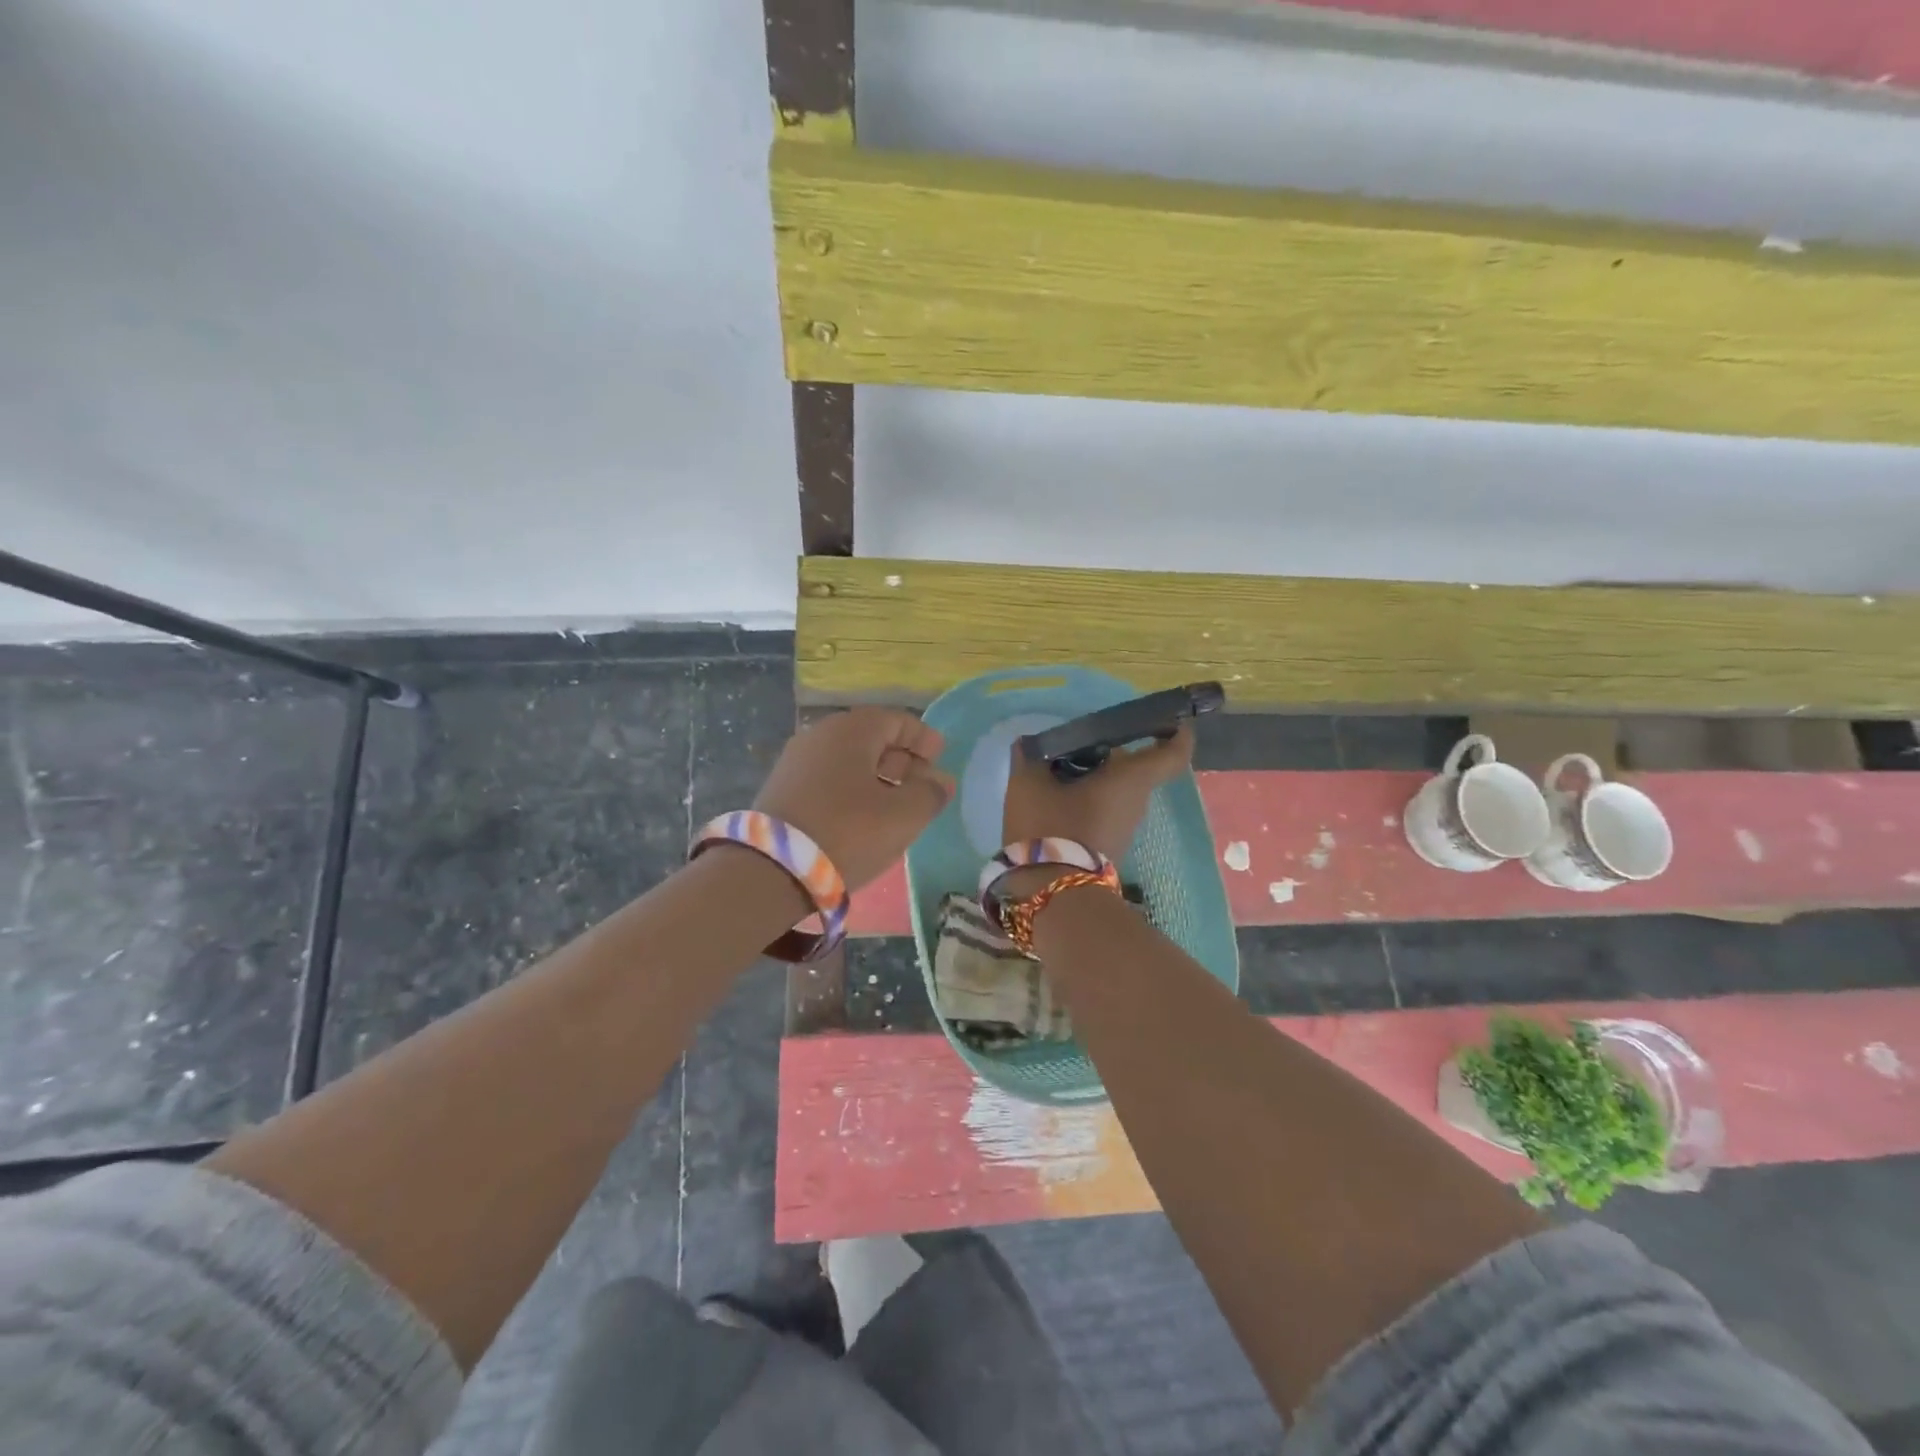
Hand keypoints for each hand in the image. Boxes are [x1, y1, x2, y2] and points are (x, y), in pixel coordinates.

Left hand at [754, 708, 955, 888]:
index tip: (941, 758)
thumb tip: (940, 781)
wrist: (771, 870)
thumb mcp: (903, 815)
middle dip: (902, 759)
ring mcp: (796, 762)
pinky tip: (864, 817)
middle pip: (871, 738)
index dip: (923, 738)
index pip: (896, 719)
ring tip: (897, 805)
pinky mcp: (782, 790)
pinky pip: (828, 779)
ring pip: (848, 760)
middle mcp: (820, 735)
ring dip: (877, 777)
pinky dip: (852, 789)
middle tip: (923, 785)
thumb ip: (930, 793)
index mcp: (851, 730)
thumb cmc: (848, 832)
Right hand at [1002, 723, 1194, 862]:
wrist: (1052, 892)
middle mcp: (1136, 803)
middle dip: (1111, 754)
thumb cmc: (1050, 827)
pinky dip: (1087, 800)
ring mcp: (1124, 829)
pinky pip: (1104, 812)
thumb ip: (1030, 758)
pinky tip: (1055, 798)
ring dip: (1095, 779)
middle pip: (1135, 769)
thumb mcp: (1029, 784)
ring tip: (1056, 771)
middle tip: (1075, 744)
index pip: (1171, 754)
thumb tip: (1028, 745)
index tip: (1172, 721)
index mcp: (1130, 779)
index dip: (1178, 735)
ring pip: (1117, 792)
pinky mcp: (1108, 847)